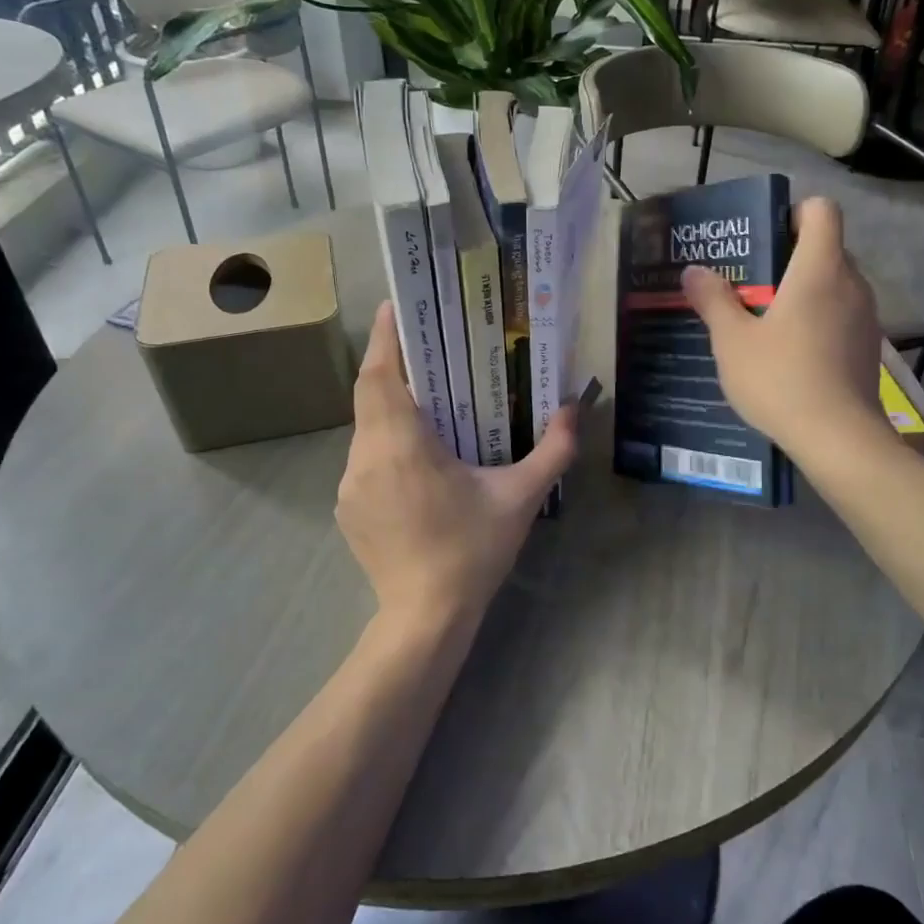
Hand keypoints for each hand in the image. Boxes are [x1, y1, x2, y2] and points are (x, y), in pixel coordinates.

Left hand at [336, 301, 578, 631]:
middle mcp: (367, 456)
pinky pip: (363, 458)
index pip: (380, 376)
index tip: (392, 307)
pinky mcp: (347, 507)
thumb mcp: (520, 497)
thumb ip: (553, 450)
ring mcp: (350, 484)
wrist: (425, 617)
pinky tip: (414, 457)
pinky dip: (384, 441)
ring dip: (389, 406)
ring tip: (424, 399)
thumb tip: (576, 408)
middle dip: (389, 364)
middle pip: (369, 395)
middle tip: (420, 344)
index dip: (383, 338)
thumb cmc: (473, 551)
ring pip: (365, 427)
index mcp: (403, 445)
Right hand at [681, 197, 883, 460]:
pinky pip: (840, 315)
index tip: (763, 238)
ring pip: (833, 284)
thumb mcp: (733, 341)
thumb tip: (694, 271)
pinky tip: (789, 352)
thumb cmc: (781, 379)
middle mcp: (851, 283)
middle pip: (825, 248)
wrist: (839, 439)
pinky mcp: (867, 347)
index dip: (793, 213)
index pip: (821, 210)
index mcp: (819, 269)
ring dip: (802, 291)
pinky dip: (817, 320)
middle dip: (788, 257)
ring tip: (764, 319)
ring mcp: (866, 316)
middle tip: (749, 282)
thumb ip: (713, 300)